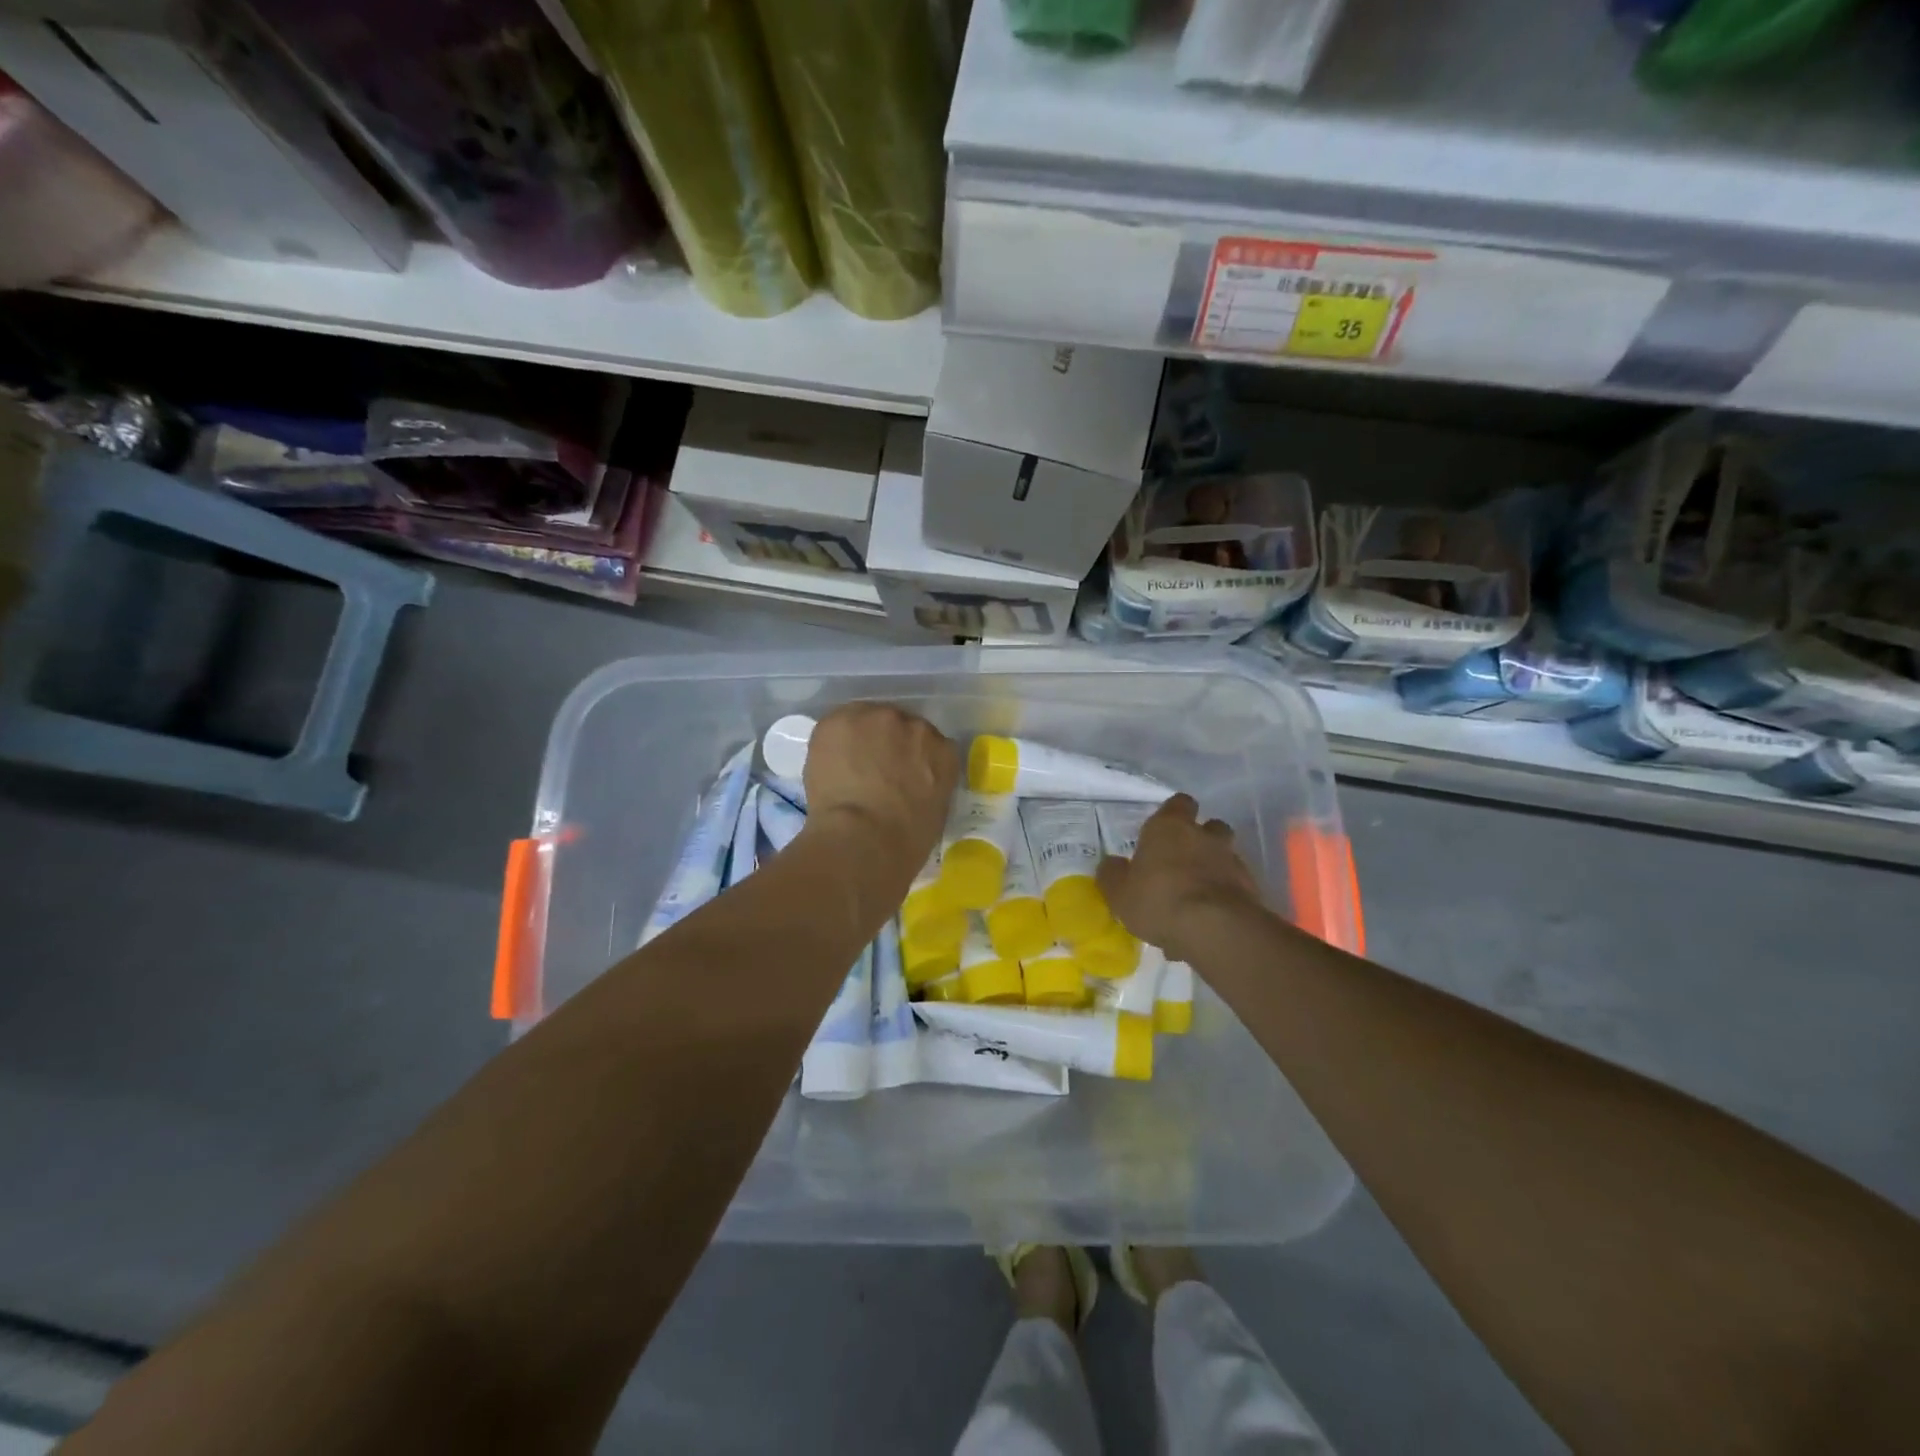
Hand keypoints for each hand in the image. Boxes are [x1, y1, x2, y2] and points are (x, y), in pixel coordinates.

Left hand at [802, 703, 957, 863]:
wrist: (864, 839)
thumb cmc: (904, 842)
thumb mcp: (934, 812)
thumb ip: (927, 785)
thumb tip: (909, 783)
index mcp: (943, 752)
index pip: (929, 743)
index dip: (910, 757)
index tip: (899, 773)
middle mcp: (915, 726)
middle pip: (897, 725)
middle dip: (885, 744)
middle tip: (870, 770)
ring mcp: (877, 719)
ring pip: (865, 720)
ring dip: (857, 739)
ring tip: (844, 767)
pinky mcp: (841, 720)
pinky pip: (835, 726)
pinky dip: (830, 743)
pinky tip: (827, 765)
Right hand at [1096, 795, 1261, 960]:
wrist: (1215, 928)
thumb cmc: (1158, 900)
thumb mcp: (1119, 893)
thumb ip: (1113, 875)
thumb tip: (1112, 864)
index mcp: (1170, 827)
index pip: (1179, 803)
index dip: (1174, 814)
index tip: (1165, 830)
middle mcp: (1204, 835)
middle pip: (1209, 826)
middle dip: (1200, 839)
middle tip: (1182, 862)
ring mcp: (1231, 860)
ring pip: (1225, 855)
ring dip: (1215, 867)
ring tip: (1197, 893)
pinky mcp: (1251, 887)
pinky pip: (1235, 885)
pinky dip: (1225, 895)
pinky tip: (1210, 918)